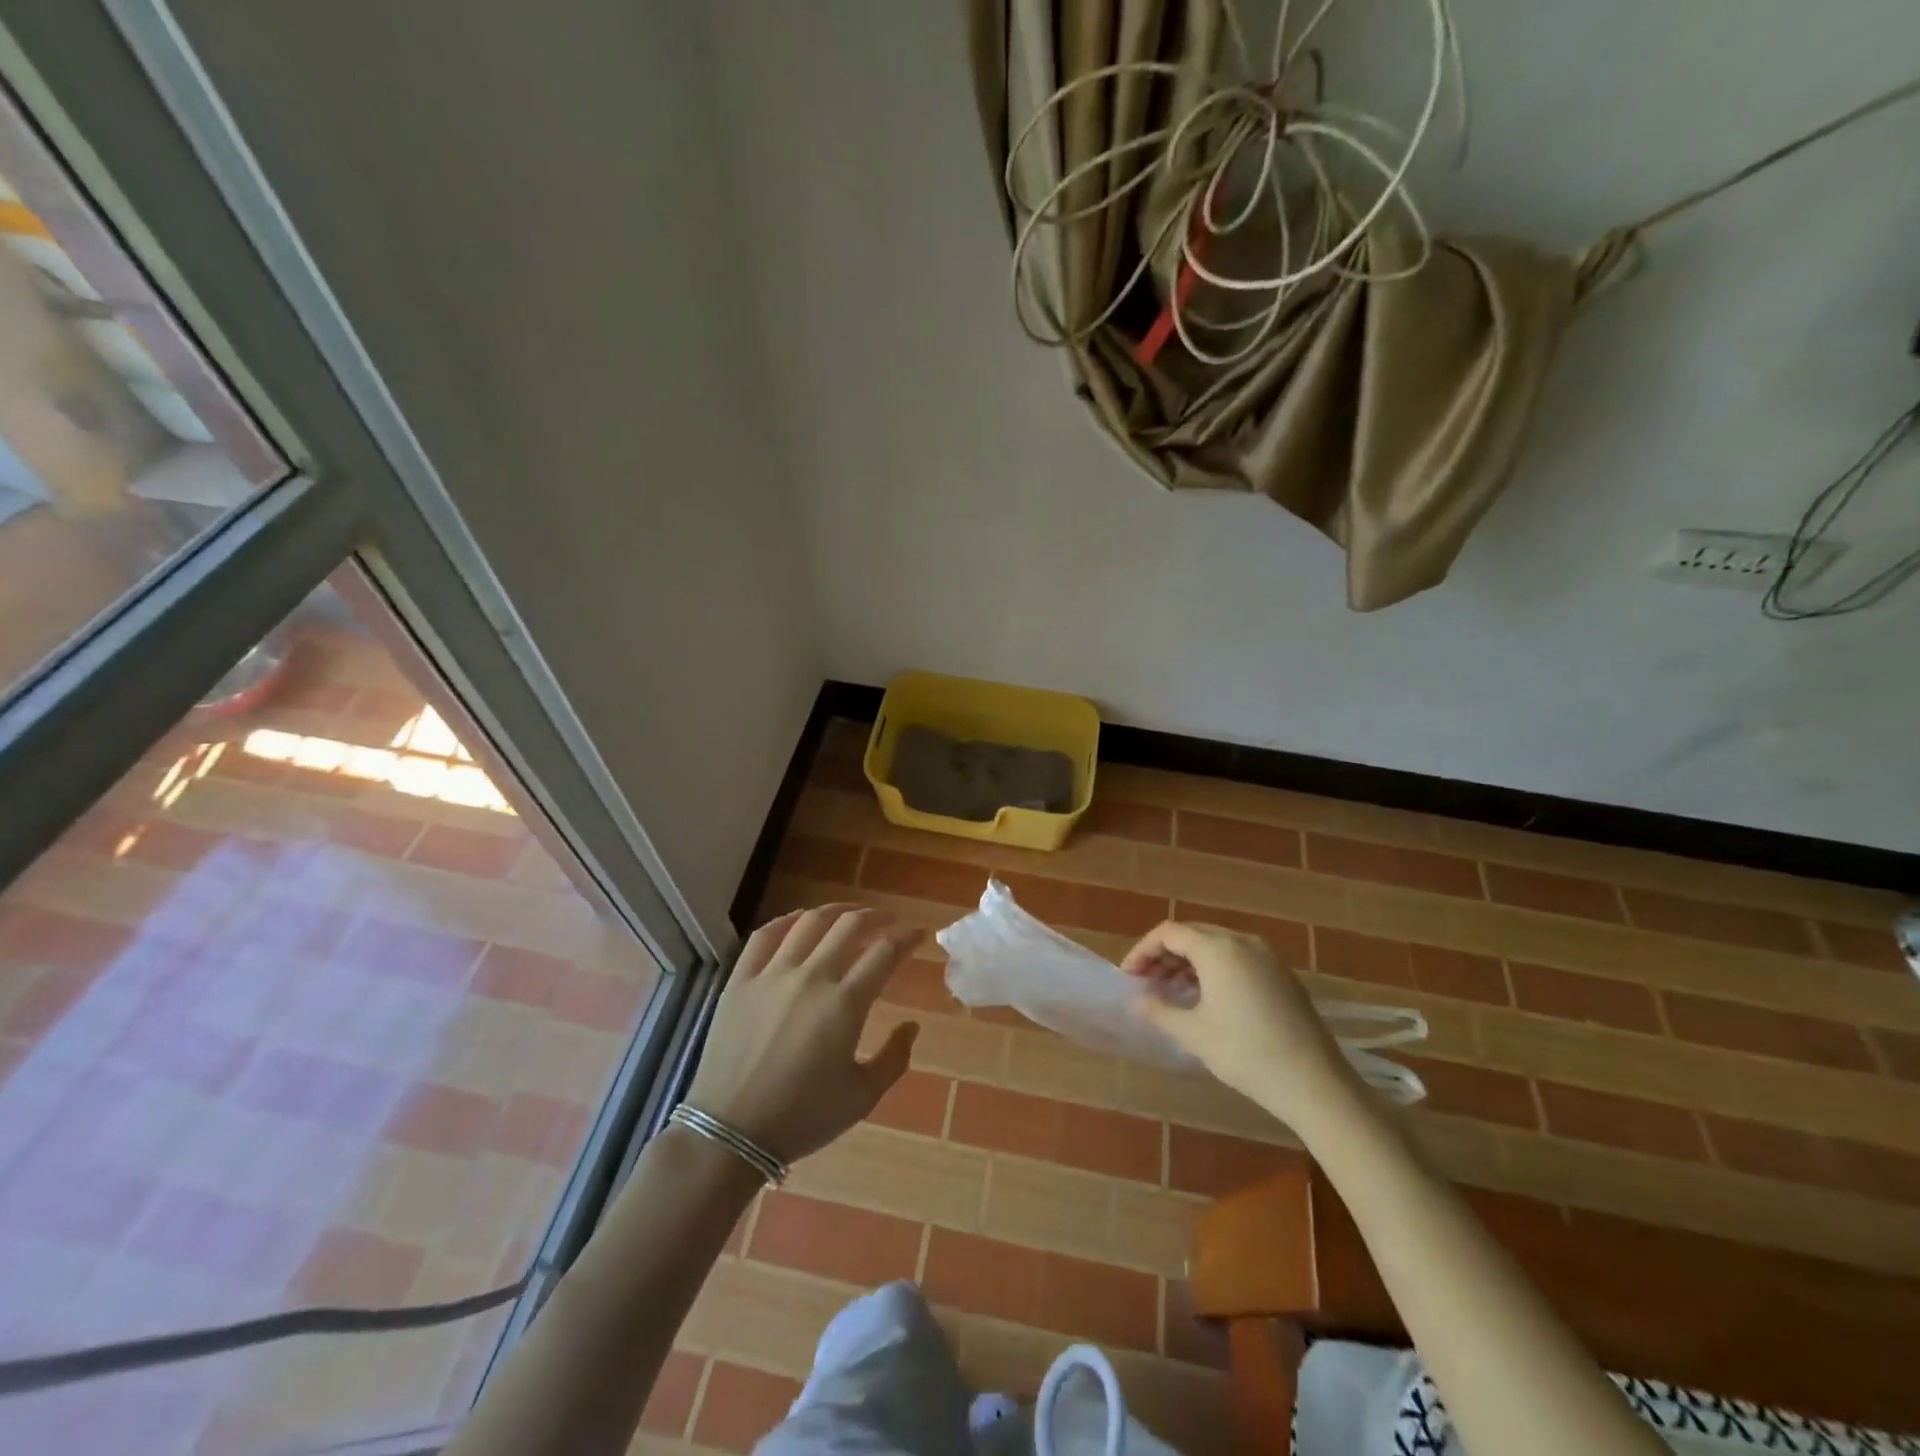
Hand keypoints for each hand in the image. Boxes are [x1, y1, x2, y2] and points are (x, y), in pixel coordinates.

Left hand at [685, 905, 921, 1164]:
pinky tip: (797, 921)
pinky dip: (786, 920)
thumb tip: (912, 1025)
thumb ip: (894, 1058)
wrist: (730, 1133)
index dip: (907, 938)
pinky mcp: (740, 980)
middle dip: (875, 917)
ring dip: (836, 911)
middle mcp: (811, 977)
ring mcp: (772, 974)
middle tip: (886, 920)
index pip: (885, 952)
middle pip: (849, 926)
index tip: (918, 935)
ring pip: (809, 922)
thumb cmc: (802, 1117)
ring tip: (848, 913)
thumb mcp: (862, 1097)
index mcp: (845, 1004)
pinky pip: (764, 936)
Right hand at [1123, 919, 1356, 1124]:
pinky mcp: (1282, 975)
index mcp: (1218, 948)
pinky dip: (1213, 969)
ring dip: (1188, 962)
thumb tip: (1137, 999)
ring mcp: (1267, 957)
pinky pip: (1237, 958)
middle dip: (1164, 955)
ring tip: (1172, 992)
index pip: (1169, 933)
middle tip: (1147, 982)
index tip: (1129, 976)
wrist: (1314, 1083)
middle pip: (1192, 934)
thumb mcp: (1193, 1033)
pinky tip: (1206, 998)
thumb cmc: (1245, 1053)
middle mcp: (1242, 941)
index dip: (1143, 950)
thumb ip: (1159, 1010)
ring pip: (1216, 946)